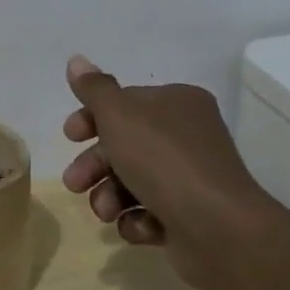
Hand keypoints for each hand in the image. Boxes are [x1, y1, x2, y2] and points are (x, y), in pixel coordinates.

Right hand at [60, 55, 268, 289]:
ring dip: (109, 196)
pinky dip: (137, 220)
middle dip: (94, 165)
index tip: (70, 136)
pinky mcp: (191, 216)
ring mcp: (191, 178)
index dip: (91, 118)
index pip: (124, 103)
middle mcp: (187, 136)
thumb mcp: (118, 114)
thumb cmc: (163, 160)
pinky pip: (151, 212)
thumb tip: (77, 61)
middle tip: (75, 183)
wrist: (219, 229)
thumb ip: (94, 88)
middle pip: (124, 144)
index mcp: (177, 103)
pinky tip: (138, 226)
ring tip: (105, 212)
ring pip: (132, 181)